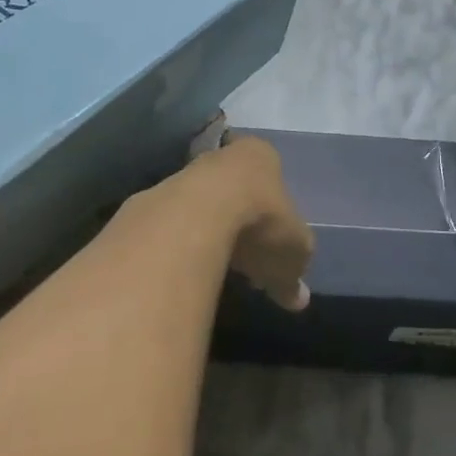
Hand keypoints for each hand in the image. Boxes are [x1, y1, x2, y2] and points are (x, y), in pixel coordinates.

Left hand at [186, 133, 312, 312]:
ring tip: (219, 265)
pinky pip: (178, 223)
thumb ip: (294, 274)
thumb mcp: (293, 253)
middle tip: (249, 253)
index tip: (275, 233)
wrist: (196, 216)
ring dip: (211, 229)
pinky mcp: (155, 198)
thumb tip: (299, 299)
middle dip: (242, 218)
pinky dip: (186, 242)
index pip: (271, 172)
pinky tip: (192, 267)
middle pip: (235, 187)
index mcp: (261, 157)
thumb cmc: (261, 221)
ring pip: (204, 202)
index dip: (276, 205)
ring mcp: (186, 175)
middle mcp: (222, 156)